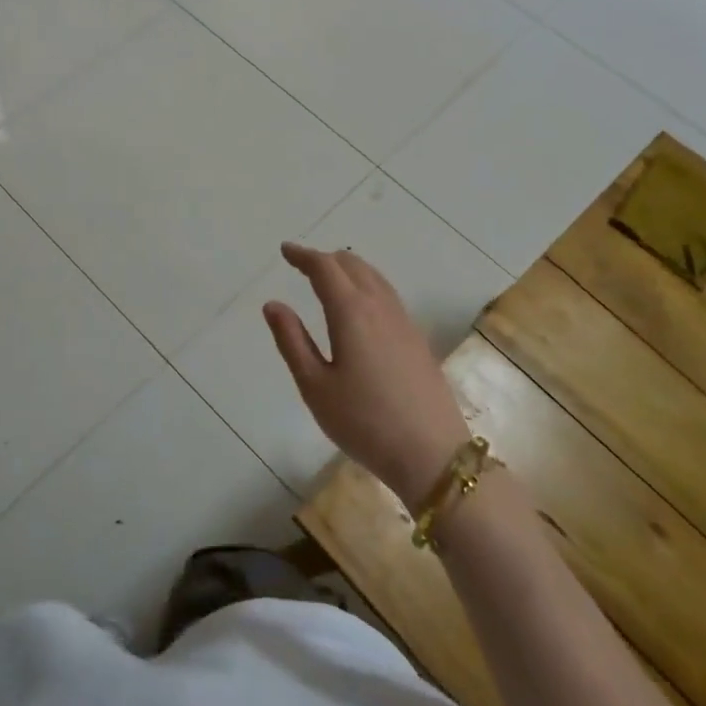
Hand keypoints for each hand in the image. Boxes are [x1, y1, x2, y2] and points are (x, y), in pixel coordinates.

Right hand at [263, 242, 471, 507]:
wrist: (432, 455)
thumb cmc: (363, 422)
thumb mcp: (314, 386)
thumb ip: (292, 341)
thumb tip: (273, 304)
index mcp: (351, 313)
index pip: (325, 269)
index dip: (303, 256)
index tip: (286, 250)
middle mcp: (380, 307)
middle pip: (353, 266)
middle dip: (326, 259)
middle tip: (303, 264)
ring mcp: (404, 322)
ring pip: (375, 278)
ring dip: (349, 269)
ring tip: (330, 277)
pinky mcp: (417, 339)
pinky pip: (388, 295)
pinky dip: (367, 284)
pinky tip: (361, 305)